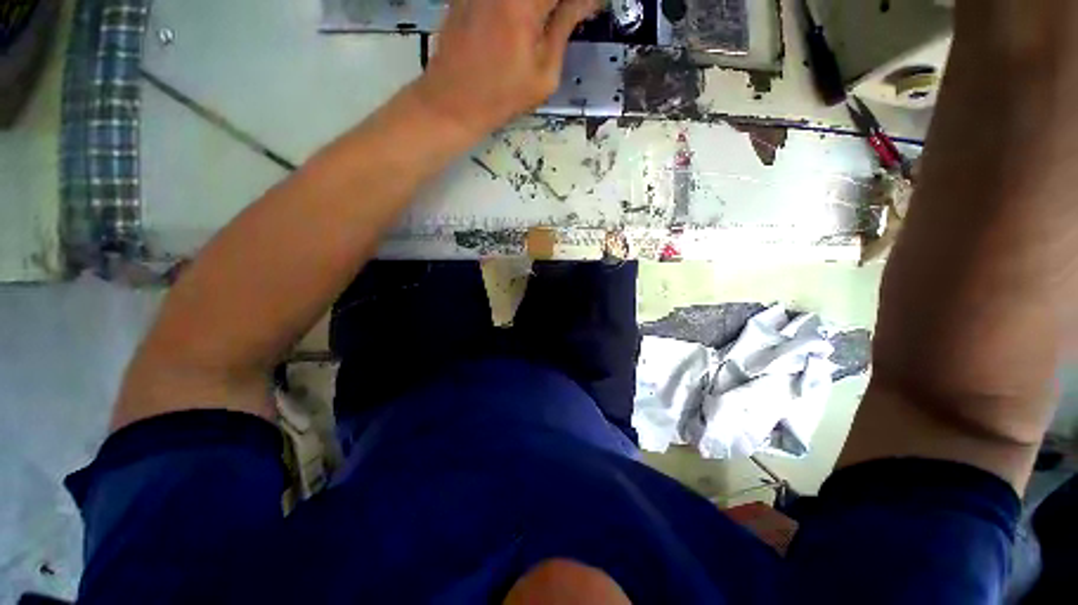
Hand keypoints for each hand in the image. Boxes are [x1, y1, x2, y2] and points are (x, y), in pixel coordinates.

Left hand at [412, 0, 599, 138]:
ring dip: (541, 8)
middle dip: (558, 5)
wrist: (454, 102)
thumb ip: (565, 26)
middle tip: (567, 16)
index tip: (586, 10)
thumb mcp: (544, 73)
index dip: (578, 2)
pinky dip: (520, 7)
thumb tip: (588, 0)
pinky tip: (521, 25)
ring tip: (544, 24)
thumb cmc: (503, 97)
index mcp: (525, 2)